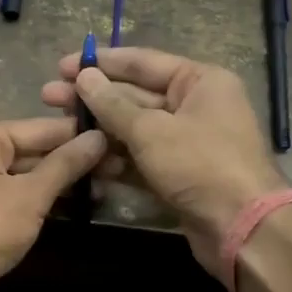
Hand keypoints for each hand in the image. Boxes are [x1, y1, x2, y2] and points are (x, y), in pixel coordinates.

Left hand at [0, 118, 106, 291]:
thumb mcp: (30, 196)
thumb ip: (65, 166)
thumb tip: (98, 137)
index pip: (42, 128)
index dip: (81, 136)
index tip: (120, 140)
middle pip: (32, 150)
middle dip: (72, 162)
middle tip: (120, 169)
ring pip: (23, 175)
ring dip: (59, 184)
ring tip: (105, 189)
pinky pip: (12, 196)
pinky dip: (38, 201)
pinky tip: (70, 208)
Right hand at [41, 46, 288, 284]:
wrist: (243, 230)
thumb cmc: (200, 165)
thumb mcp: (150, 130)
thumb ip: (112, 104)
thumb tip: (83, 77)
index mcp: (199, 81)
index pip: (142, 62)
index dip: (100, 63)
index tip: (63, 65)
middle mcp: (194, 105)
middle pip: (134, 95)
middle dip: (92, 98)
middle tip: (49, 96)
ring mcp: (186, 142)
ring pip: (133, 129)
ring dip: (99, 130)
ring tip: (59, 129)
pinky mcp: (178, 174)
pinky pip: (140, 158)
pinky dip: (115, 159)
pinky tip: (85, 160)